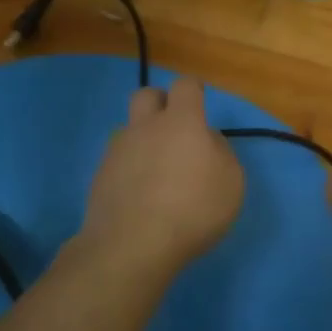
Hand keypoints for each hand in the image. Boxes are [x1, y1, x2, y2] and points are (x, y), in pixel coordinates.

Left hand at [74, 77, 244, 279]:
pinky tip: (140, 196)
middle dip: (160, 103)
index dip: (193, 90)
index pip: (184, 86)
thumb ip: (221, 153)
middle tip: (174, 127)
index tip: (200, 101)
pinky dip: (130, 170)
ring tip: (158, 173)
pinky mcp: (100, 177)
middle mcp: (145, 127)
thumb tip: (207, 142)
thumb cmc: (193, 209)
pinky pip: (118, 161)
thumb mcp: (231, 183)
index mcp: (181, 122)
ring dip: (143, 141)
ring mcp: (118, 151)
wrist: (132, 245)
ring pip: (129, 130)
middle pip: (146, 95)